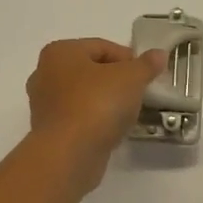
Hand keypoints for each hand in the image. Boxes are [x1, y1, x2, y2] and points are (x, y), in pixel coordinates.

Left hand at [25, 39, 167, 191]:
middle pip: (91, 71)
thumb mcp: (131, 78)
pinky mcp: (48, 132)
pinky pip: (78, 118)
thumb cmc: (97, 104)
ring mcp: (44, 105)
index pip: (102, 47)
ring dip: (106, 103)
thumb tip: (159, 54)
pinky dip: (95, 121)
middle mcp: (45, 74)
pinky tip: (112, 131)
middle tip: (140, 94)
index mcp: (60, 52)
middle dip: (117, 81)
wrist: (68, 155)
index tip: (147, 76)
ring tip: (129, 115)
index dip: (129, 59)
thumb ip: (146, 64)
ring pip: (84, 96)